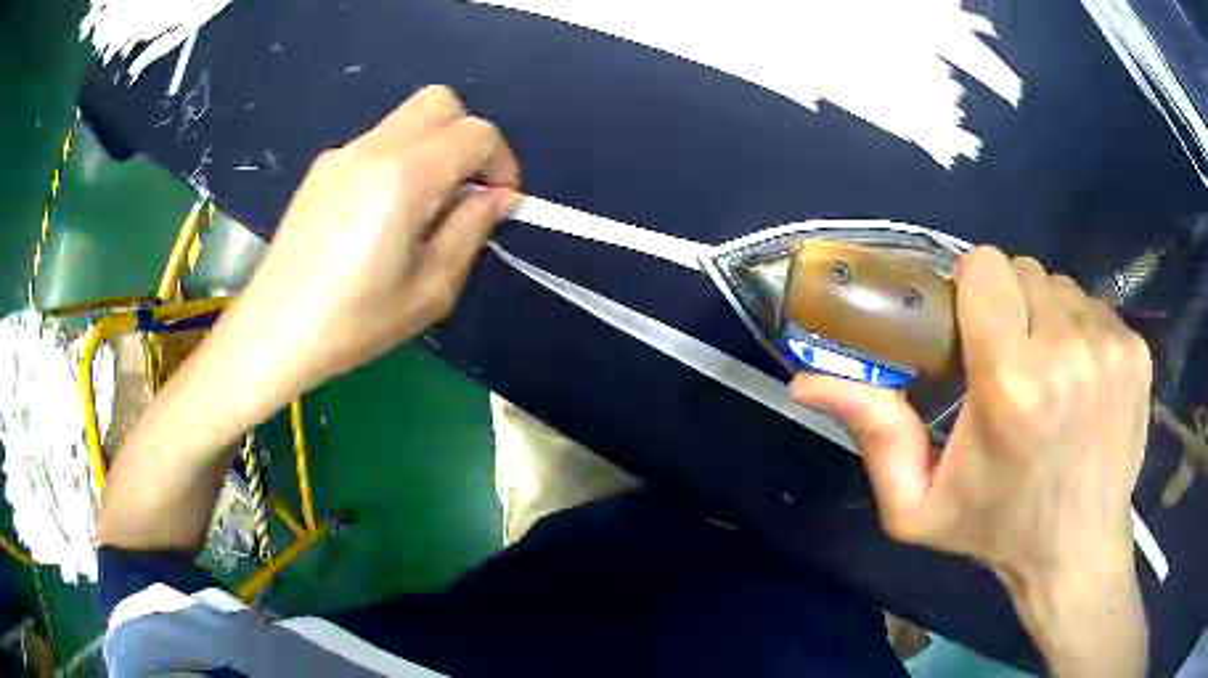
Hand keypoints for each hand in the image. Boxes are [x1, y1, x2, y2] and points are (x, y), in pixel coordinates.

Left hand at [227, 86, 520, 416]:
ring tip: (423, 210)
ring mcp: (342, 154)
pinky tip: (382, 215)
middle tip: (465, 190)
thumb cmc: (354, 322)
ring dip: (433, 148)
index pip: (475, 133)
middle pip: (440, 103)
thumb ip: (471, 230)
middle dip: (468, 137)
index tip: (500, 201)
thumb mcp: (430, 289)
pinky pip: (377, 144)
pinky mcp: (322, 169)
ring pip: (407, 120)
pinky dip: (400, 161)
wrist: (273, 332)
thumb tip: (499, 197)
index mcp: (404, 176)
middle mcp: (373, 148)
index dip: (502, 162)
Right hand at [790, 246, 1150, 675]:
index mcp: (1012, 385)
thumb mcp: (918, 505)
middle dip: (1009, 305)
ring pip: (1062, 287)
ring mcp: (1111, 347)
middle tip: (1009, 360)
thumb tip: (806, 381)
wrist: (1079, 552)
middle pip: (1024, 271)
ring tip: (1047, 374)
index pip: (986, 267)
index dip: (972, 287)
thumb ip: (871, 435)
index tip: (973, 326)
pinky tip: (1081, 381)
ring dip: (1046, 318)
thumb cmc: (997, 529)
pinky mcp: (1137, 351)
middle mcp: (1068, 352)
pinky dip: (1081, 332)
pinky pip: (1095, 308)